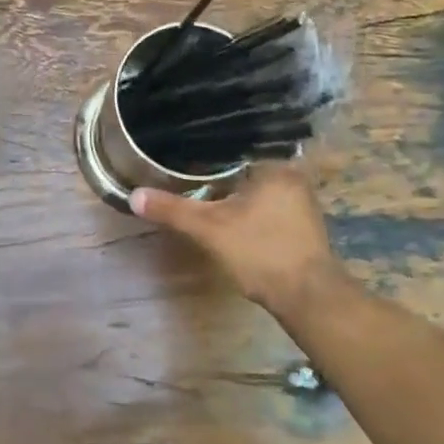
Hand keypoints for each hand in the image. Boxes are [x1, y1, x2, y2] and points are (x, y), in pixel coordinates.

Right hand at [131, 163, 348, 324]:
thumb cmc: (261, 251)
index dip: (208, 146)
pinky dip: (249, 205)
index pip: (235, 143)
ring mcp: (302, 203)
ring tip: (202, 184)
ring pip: (257, 186)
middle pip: (246, 165)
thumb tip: (134, 195)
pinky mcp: (303, 225)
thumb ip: (172, 210)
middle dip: (220, 168)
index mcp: (275, 166)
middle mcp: (293, 177)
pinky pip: (268, 203)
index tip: (184, 146)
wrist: (309, 300)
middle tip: (188, 165)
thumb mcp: (209, 229)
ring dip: (235, 188)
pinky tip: (228, 211)